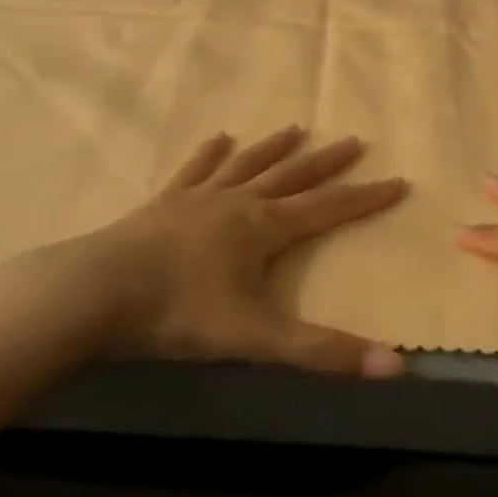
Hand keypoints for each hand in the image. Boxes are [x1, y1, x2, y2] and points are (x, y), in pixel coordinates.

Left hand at [72, 126, 409, 377]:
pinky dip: (208, 154)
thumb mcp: (256, 338)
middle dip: (326, 162)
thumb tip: (396, 368)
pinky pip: (194, 170)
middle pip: (292, 176)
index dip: (365, 197)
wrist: (100, 290)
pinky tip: (217, 138)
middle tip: (353, 140)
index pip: (328, 208)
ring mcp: (199, 197)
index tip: (397, 180)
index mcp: (263, 228)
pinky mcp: (165, 202)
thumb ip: (322, 352)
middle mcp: (237, 202)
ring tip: (296, 127)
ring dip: (273, 148)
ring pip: (246, 165)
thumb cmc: (180, 312)